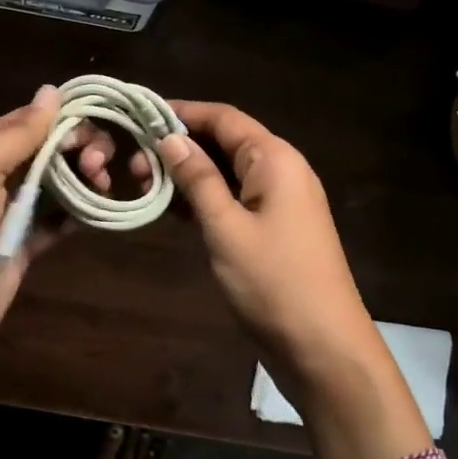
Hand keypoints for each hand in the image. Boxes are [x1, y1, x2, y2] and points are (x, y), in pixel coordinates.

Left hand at [0, 85, 115, 370]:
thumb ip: (17, 133)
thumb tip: (52, 90)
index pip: (33, 119)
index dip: (67, 118)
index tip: (95, 129)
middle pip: (51, 148)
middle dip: (80, 148)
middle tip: (97, 164)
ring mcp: (13, 210)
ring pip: (60, 182)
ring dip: (84, 178)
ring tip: (101, 185)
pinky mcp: (26, 243)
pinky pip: (59, 220)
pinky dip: (79, 213)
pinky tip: (98, 210)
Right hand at [155, 101, 382, 407]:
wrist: (323, 346)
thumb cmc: (273, 281)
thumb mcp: (226, 227)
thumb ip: (197, 179)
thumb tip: (170, 138)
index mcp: (274, 159)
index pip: (224, 117)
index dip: (182, 112)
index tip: (140, 115)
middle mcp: (280, 170)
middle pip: (225, 142)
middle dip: (181, 145)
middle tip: (134, 161)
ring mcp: (279, 201)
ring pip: (226, 172)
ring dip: (188, 174)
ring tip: (144, 183)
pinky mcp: (273, 228)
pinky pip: (234, 199)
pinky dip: (204, 199)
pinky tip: (172, 208)